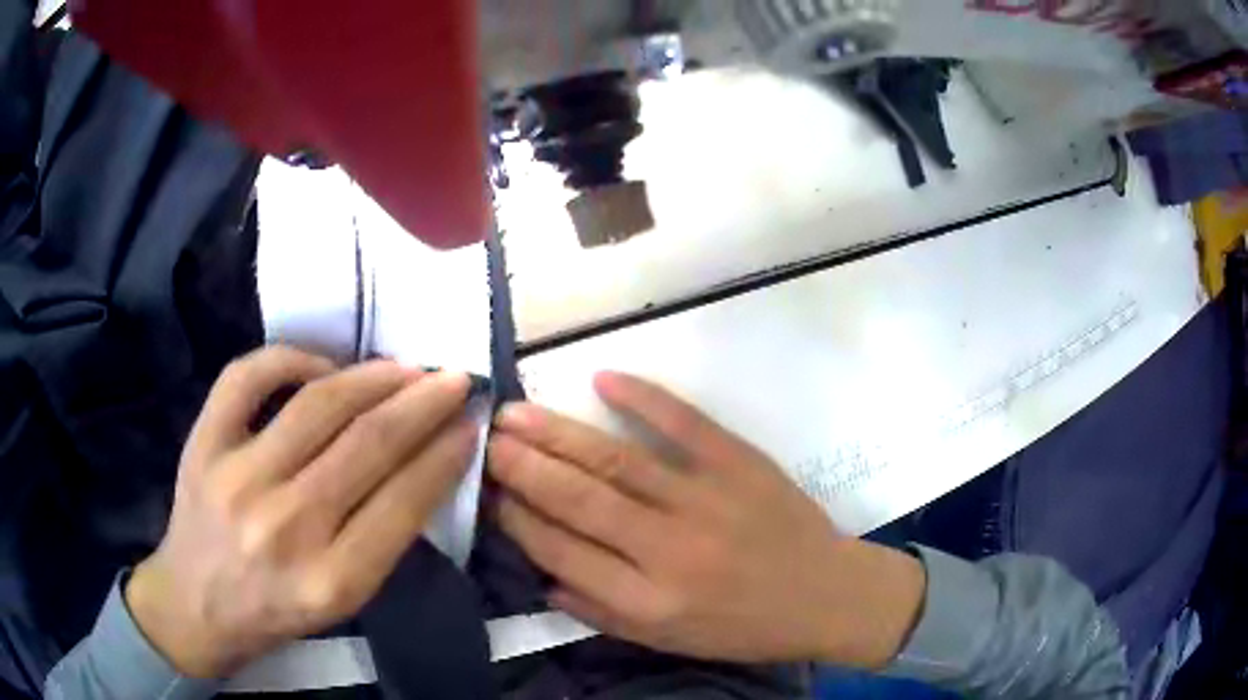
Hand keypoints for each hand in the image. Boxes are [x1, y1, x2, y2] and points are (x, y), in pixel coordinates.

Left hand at [126, 346, 476, 677]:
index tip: (471, 424)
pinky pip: (247, 378)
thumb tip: (425, 465)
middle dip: (423, 404)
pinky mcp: (203, 444)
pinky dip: (289, 358)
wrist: (197, 603)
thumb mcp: (344, 600)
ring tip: (405, 368)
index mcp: (332, 580)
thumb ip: (383, 539)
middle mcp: (286, 526)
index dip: (445, 455)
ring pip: (317, 404)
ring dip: (373, 377)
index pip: (404, 501)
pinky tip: (320, 364)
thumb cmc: (277, 611)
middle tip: (453, 379)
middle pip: (368, 445)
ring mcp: (238, 477)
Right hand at [488, 372, 925, 667]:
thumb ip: (600, 612)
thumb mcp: (669, 640)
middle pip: (579, 500)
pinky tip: (602, 378)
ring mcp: (707, 501)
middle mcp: (668, 551)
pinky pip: (685, 423)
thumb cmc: (743, 626)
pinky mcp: (740, 464)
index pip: (561, 553)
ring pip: (616, 461)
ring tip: (515, 414)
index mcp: (648, 602)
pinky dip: (643, 398)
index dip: (517, 518)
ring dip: (559, 434)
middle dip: (523, 467)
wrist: (825, 595)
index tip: (487, 491)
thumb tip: (541, 574)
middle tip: (486, 438)